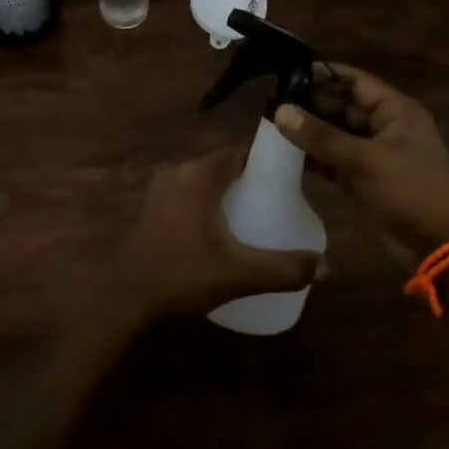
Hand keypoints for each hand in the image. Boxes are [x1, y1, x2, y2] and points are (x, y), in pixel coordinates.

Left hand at [104, 148, 320, 328]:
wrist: (123, 298)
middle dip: (251, 177)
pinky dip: (208, 201)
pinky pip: (189, 192)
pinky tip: (220, 229)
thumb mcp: (237, 274)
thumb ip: (284, 269)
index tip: (293, 174)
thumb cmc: (180, 276)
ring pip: (205, 178)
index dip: (269, 157)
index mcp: (200, 174)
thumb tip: (326, 265)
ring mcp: (160, 187)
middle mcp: (179, 170)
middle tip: (278, 200)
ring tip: (255, 214)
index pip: (242, 149)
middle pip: (225, 163)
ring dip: (228, 190)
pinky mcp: (151, 205)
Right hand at [275, 65, 448, 265]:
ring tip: (272, 125)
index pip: (355, 81)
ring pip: (336, 135)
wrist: (440, 247)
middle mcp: (385, 127)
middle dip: (311, 105)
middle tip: (272, 102)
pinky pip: (335, 160)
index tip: (287, 74)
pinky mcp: (364, 180)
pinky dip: (315, 158)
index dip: (324, 74)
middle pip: (343, 107)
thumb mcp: (366, 160)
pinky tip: (286, 155)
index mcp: (396, 111)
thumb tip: (280, 111)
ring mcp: (375, 154)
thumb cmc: (411, 191)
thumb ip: (322, 137)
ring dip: (310, 132)